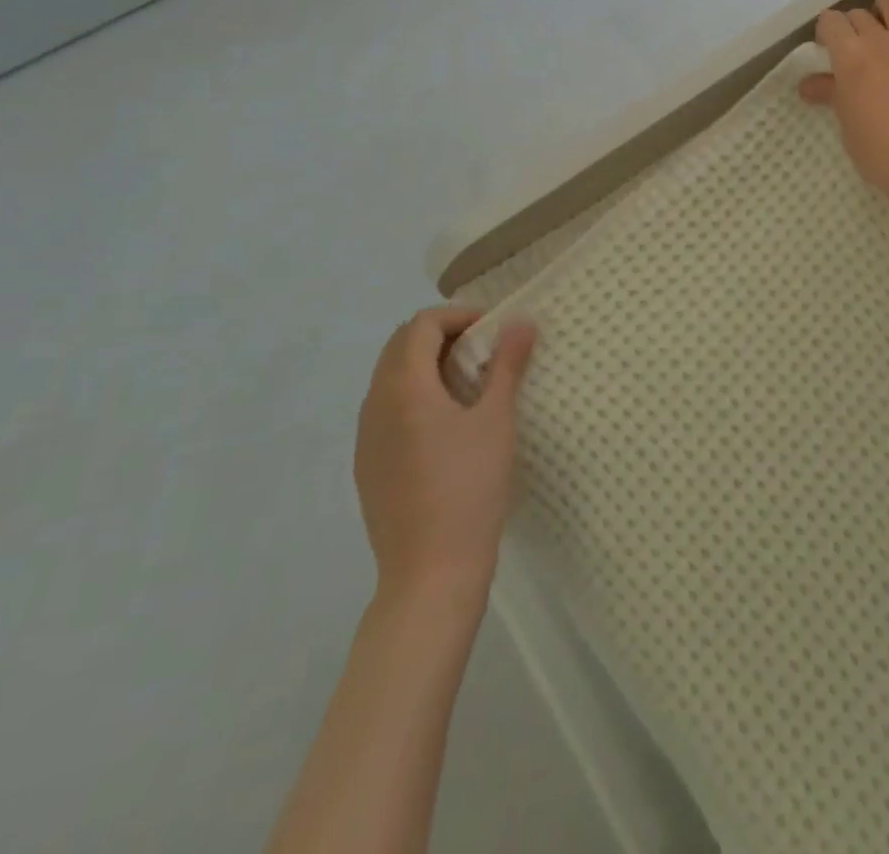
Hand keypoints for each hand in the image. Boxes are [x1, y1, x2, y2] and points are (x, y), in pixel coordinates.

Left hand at [355, 306, 536, 608]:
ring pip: (392, 377)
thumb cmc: (469, 487)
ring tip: (472, 384)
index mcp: (403, 387)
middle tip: (486, 350)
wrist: (430, 572)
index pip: (422, 325)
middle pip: (401, 345)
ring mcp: (367, 437)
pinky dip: (417, 395)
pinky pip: (388, 409)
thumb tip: (521, 321)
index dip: (459, 316)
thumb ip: (507, 365)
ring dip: (429, 365)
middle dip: (443, 335)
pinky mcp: (369, 465)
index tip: (495, 329)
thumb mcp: (496, 420)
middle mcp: (375, 404)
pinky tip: (449, 425)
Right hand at [798, 0, 888, 212]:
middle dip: (853, 27)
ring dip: (884, 12)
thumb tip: (807, 85)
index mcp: (850, 56)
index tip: (828, 50)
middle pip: (859, 12)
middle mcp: (882, 36)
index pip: (831, 21)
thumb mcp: (848, 124)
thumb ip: (830, 94)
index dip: (827, 33)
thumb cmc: (881, 152)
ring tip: (887, 34)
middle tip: (856, 51)